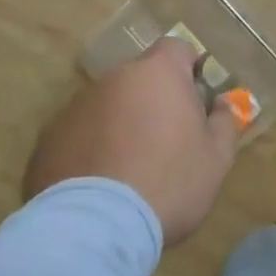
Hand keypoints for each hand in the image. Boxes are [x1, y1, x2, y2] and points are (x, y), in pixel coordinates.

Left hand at [24, 38, 239, 246]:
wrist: (96, 226)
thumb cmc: (169, 183)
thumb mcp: (216, 158)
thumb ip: (225, 121)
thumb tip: (223, 102)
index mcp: (157, 73)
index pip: (176, 49)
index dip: (188, 71)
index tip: (195, 102)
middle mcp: (114, 78)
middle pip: (140, 78)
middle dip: (153, 100)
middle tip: (166, 142)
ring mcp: (77, 105)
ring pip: (108, 105)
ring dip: (121, 123)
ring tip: (129, 169)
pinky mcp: (50, 137)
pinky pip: (80, 133)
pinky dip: (92, 148)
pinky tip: (99, 184)